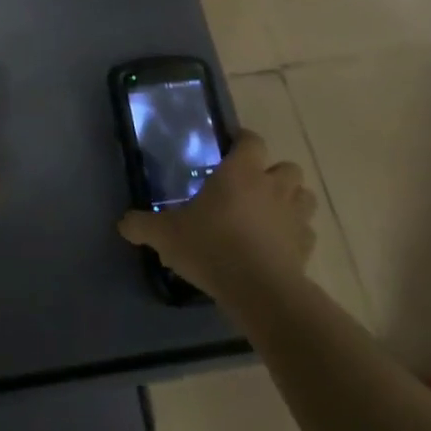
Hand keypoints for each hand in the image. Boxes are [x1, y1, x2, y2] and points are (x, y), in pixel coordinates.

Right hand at [118, 131, 317, 300]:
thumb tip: (123, 222)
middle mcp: (272, 185)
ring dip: (290, 200)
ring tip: (269, 215)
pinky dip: (296, 235)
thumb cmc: (212, 246)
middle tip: (250, 188)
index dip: (243, 142)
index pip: (251, 140)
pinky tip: (278, 247)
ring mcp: (295, 216)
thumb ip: (143, 225)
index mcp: (240, 171)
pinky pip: (306, 232)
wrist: (259, 290)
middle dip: (272, 174)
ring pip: (303, 196)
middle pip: (286, 166)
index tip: (230, 151)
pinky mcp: (307, 246)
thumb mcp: (166, 235)